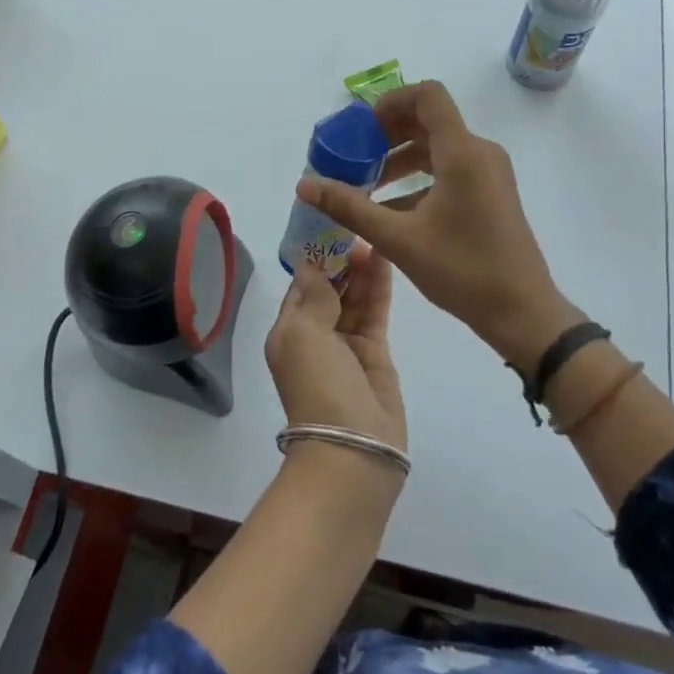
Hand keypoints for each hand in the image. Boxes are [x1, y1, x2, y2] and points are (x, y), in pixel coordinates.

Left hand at [264, 244, 406, 453]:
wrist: (353, 446)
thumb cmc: (317, 384)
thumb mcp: (304, 334)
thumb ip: (314, 297)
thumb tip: (309, 264)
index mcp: (288, 333)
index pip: (301, 288)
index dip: (315, 260)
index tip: (329, 227)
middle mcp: (315, 337)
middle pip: (329, 291)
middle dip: (340, 262)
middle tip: (358, 226)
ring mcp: (347, 346)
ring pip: (354, 299)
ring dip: (360, 270)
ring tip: (374, 235)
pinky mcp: (376, 354)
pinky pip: (374, 313)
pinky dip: (378, 288)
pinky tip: (384, 260)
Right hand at [297, 81, 581, 371]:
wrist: (522, 312)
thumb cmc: (462, 270)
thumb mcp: (397, 238)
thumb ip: (349, 207)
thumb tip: (304, 185)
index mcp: (462, 152)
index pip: (427, 95)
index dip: (390, 102)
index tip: (361, 130)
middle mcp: (479, 153)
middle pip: (428, 121)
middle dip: (387, 135)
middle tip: (354, 159)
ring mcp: (488, 174)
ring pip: (437, 147)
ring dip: (400, 159)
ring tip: (367, 186)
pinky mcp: (490, 194)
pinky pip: (449, 170)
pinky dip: (419, 179)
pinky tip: (392, 210)